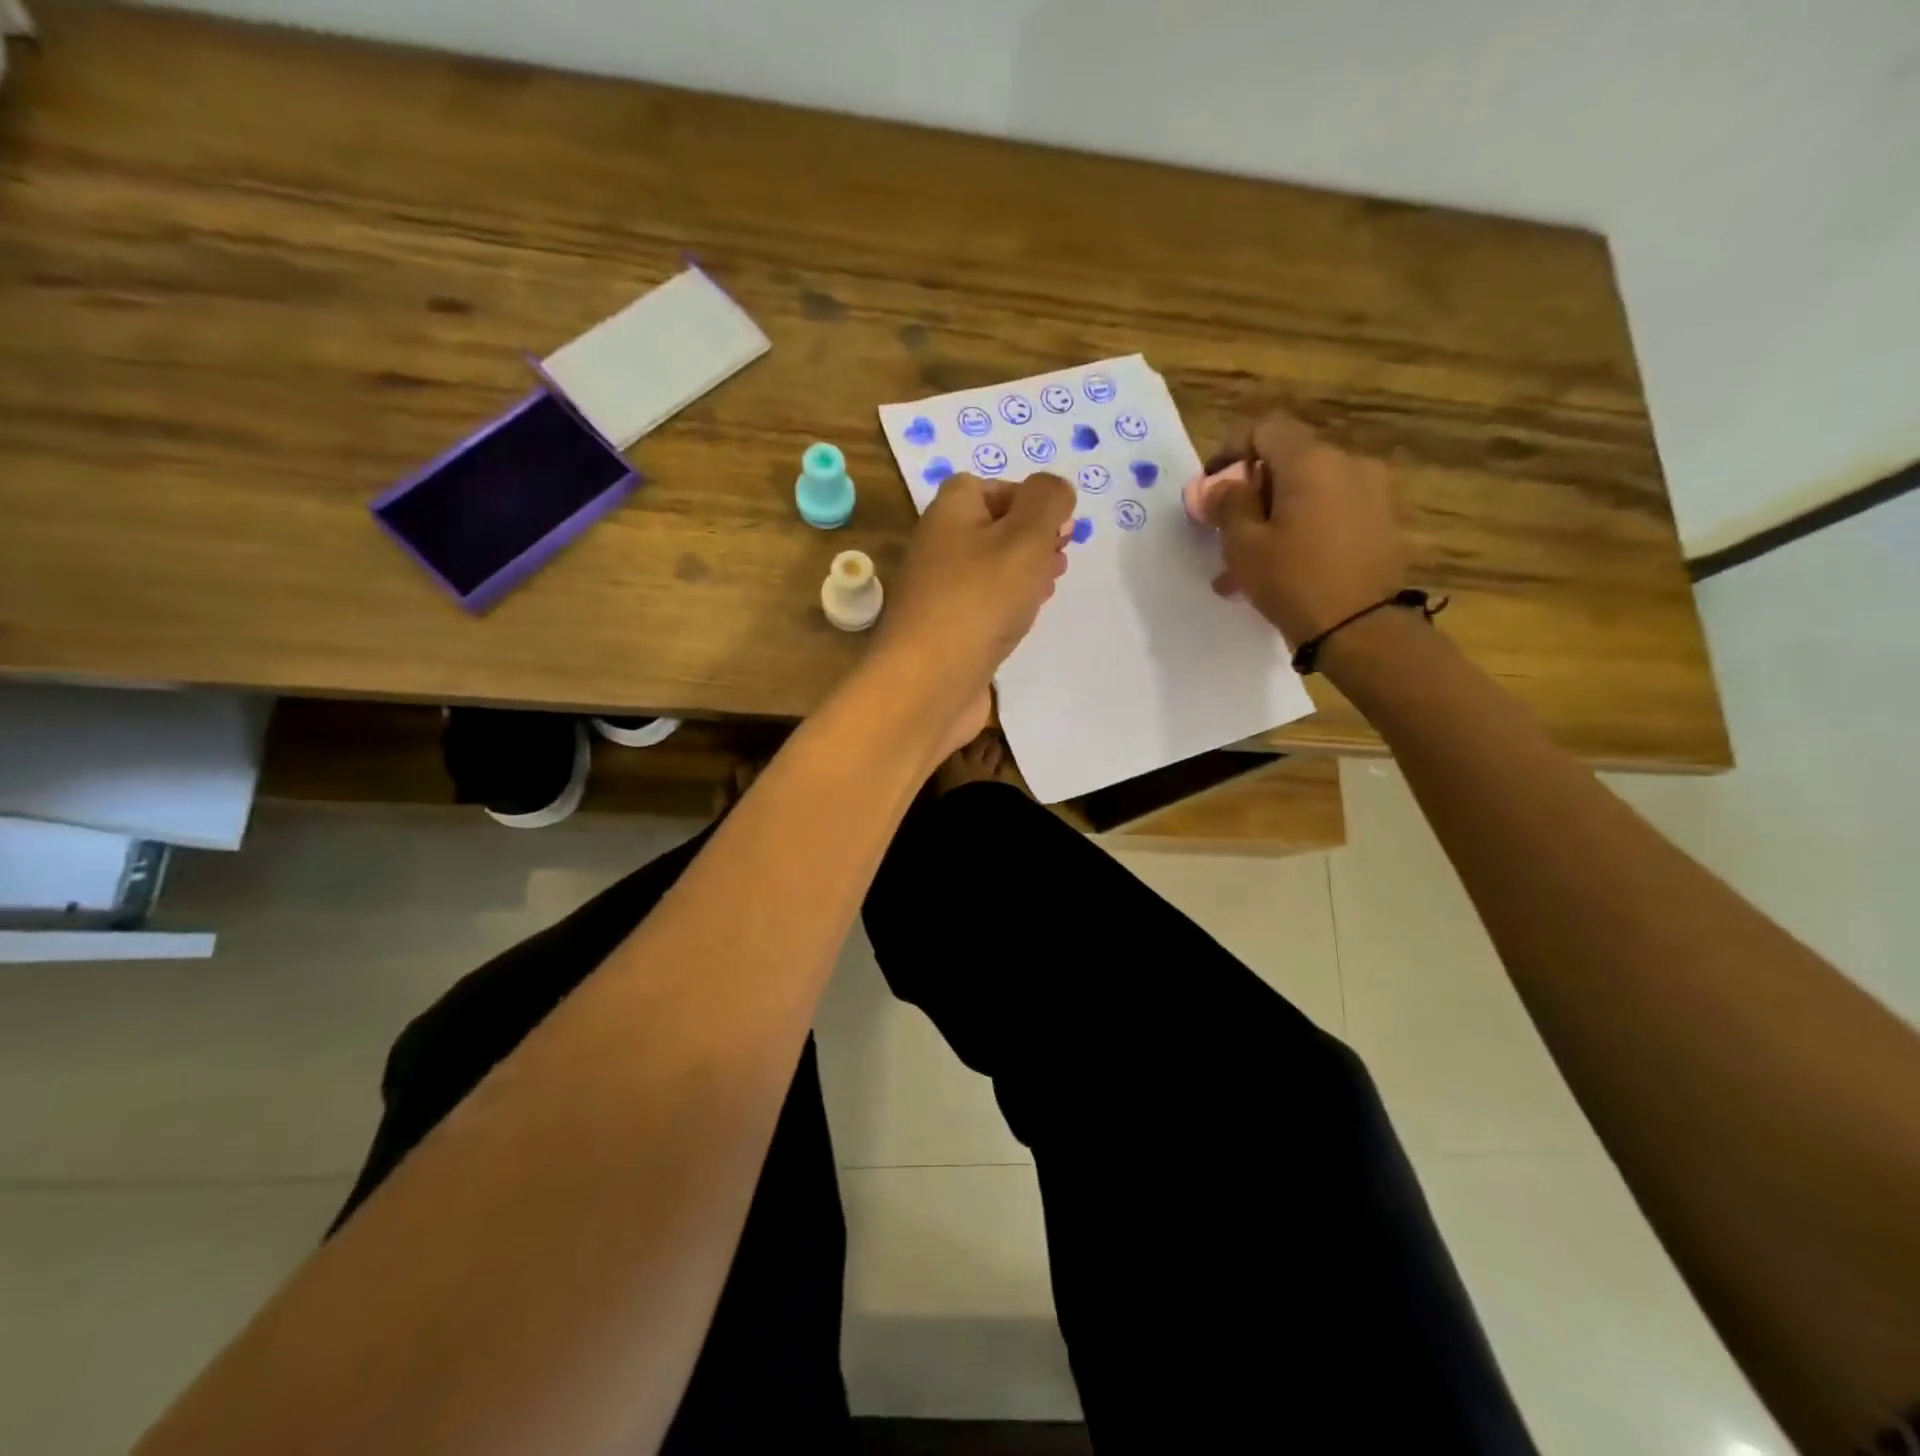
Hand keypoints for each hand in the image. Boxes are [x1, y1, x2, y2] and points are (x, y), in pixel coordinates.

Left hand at [872, 471, 1074, 750]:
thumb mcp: (1025, 536)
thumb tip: (1055, 490)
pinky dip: (1007, 605)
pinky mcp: (946, 631)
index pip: (990, 486)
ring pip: (990, 569)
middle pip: (991, 529)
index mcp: (951, 512)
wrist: (928, 683)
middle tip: (1061, 554)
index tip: (1060, 524)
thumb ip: (1047, 501)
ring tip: (1052, 584)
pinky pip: (983, 606)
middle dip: (1032, 537)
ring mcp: (940, 592)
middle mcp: (939, 547)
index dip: (1029, 498)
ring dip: (1024, 572)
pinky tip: (1025, 619)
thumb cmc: (979, 601)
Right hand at [1210, 413, 1406, 647]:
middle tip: (1227, 529)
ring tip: (1248, 561)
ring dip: (1275, 515)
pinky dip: (1303, 528)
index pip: (1266, 428)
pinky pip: (1331, 511)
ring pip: (1308, 491)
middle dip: (1253, 489)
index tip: (1211, 485)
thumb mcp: (1243, 545)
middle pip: (1289, 460)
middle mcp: (1348, 464)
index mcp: (1312, 461)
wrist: (1362, 629)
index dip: (1232, 449)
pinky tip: (1282, 567)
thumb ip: (1228, 505)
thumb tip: (1221, 486)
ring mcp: (1372, 492)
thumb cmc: (1293, 581)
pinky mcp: (1382, 521)